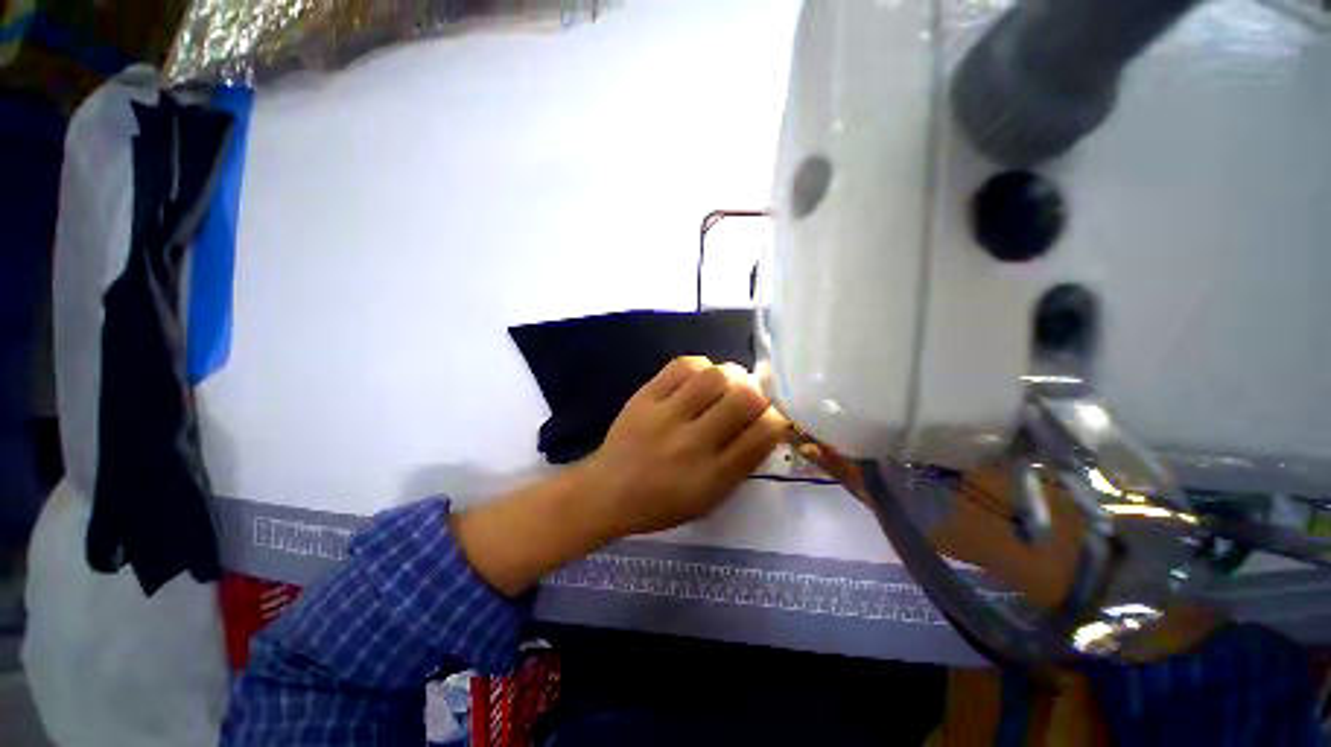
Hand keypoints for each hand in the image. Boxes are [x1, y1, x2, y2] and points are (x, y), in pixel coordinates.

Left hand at [453, 356, 786, 595]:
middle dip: (758, 393)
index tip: (774, 415)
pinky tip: (699, 377)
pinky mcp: (645, 396)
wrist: (608, 490)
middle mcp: (693, 443)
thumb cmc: (663, 503)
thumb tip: (765, 424)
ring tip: (728, 383)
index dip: (777, 418)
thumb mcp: (710, 499)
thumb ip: (741, 464)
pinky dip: (700, 366)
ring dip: (731, 375)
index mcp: (713, 476)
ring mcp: (666, 416)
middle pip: (743, 399)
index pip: (763, 435)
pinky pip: (681, 366)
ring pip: (714, 376)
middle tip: (751, 396)